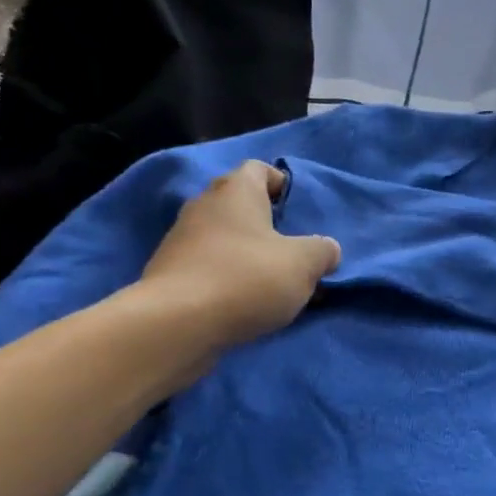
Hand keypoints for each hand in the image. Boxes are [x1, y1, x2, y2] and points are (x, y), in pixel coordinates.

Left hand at [134, 161, 341, 351]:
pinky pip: (208, 266)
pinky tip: (245, 303)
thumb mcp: (303, 264)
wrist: (174, 326)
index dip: (282, 184)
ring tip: (273, 282)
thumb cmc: (245, 278)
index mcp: (236, 190)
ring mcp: (180, 240)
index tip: (299, 211)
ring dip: (247, 254)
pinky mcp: (169, 274)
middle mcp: (204, 206)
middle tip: (293, 248)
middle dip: (267, 223)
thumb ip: (323, 251)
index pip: (259, 169)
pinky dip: (227, 278)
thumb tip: (327, 250)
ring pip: (224, 238)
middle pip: (240, 204)